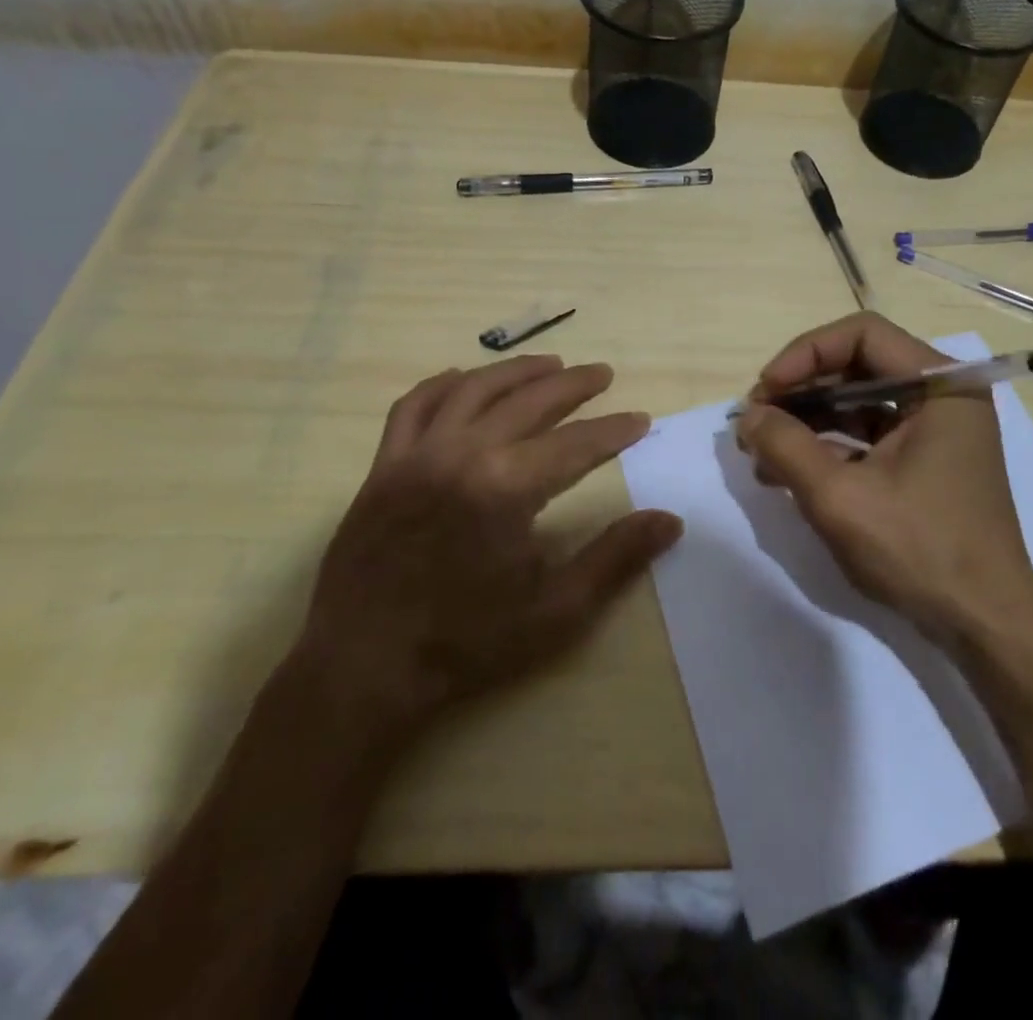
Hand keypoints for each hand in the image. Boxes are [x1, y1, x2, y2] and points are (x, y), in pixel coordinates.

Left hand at [295, 355, 681, 742]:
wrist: (363, 668)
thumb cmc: (466, 642)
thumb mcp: (556, 611)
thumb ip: (615, 558)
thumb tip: (670, 520)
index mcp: (507, 488)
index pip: (576, 443)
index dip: (614, 430)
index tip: (640, 420)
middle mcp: (462, 454)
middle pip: (529, 401)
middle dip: (573, 385)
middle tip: (603, 374)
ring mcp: (416, 455)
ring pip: (474, 390)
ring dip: (516, 371)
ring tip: (550, 363)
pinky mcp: (383, 466)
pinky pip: (413, 407)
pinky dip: (441, 385)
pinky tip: (463, 378)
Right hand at [736, 312, 1032, 645]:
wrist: (984, 625)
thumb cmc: (920, 551)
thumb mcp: (840, 496)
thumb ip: (786, 446)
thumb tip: (747, 416)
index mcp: (942, 385)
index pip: (862, 334)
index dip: (805, 354)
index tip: (765, 391)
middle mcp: (943, 395)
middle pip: (858, 366)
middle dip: (801, 390)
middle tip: (756, 421)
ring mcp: (935, 429)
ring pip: (858, 401)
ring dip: (807, 420)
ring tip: (761, 451)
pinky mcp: (925, 460)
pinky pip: (868, 434)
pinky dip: (828, 446)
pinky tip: (788, 472)